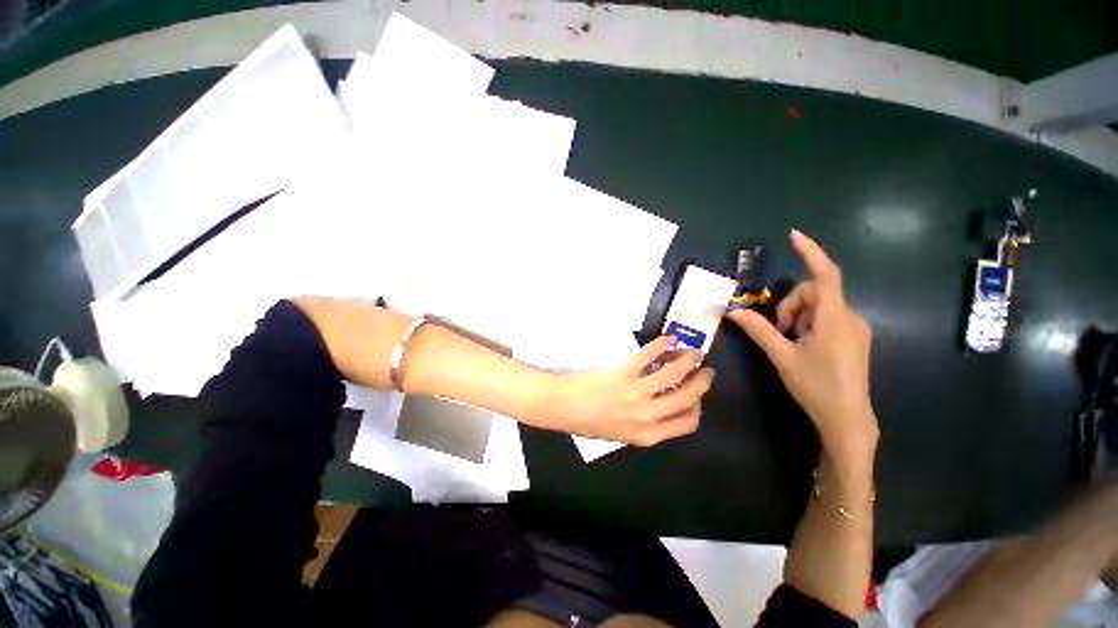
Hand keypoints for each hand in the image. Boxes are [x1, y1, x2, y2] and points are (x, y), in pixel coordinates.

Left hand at [535, 337, 714, 446]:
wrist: (563, 407)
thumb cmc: (588, 422)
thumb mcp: (621, 434)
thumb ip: (645, 425)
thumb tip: (663, 405)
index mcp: (648, 435)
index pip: (688, 422)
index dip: (697, 406)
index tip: (697, 393)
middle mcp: (648, 416)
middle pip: (687, 397)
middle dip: (702, 382)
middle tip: (705, 369)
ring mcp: (636, 393)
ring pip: (674, 374)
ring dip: (687, 360)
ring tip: (692, 351)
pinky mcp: (623, 372)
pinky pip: (649, 356)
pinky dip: (661, 345)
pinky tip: (667, 339)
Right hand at [728, 230, 877, 452]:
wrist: (847, 417)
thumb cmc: (815, 385)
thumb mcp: (781, 356)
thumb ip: (758, 330)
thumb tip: (733, 311)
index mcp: (833, 318)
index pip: (824, 275)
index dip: (810, 252)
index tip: (794, 235)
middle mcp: (849, 317)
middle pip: (815, 291)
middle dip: (791, 304)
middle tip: (781, 331)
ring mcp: (854, 327)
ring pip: (820, 305)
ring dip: (799, 315)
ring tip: (792, 342)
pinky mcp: (853, 337)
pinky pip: (828, 316)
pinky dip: (809, 322)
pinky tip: (805, 344)